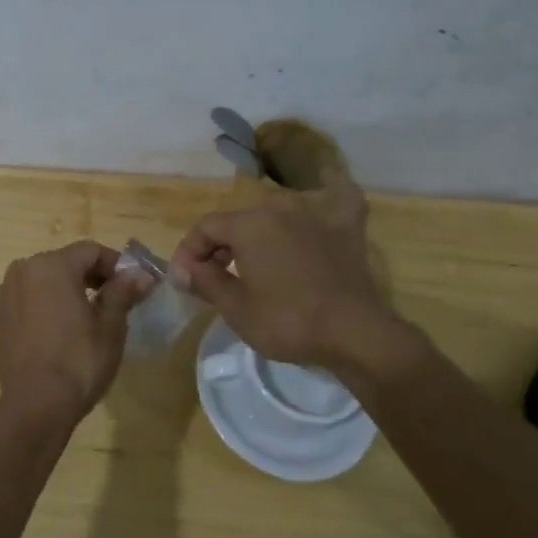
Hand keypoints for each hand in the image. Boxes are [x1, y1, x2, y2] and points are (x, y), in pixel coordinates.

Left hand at [0, 240, 153, 428]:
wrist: (36, 406)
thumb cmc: (79, 362)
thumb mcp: (111, 326)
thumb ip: (123, 292)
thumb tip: (142, 275)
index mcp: (52, 265)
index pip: (91, 251)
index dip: (115, 265)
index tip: (132, 285)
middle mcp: (21, 270)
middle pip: (63, 263)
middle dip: (89, 277)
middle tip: (112, 301)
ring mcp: (1, 293)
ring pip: (40, 281)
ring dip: (61, 291)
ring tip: (81, 317)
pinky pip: (20, 301)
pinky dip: (36, 306)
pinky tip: (48, 328)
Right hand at [169, 183, 405, 368]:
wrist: (354, 333)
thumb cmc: (287, 321)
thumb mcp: (235, 308)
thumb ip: (204, 281)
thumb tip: (183, 269)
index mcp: (249, 223)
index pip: (206, 228)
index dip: (189, 252)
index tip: (184, 280)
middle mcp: (280, 207)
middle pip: (238, 221)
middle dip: (220, 246)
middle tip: (213, 278)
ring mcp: (316, 215)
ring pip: (276, 216)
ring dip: (258, 236)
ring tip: (253, 264)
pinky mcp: (347, 228)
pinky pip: (332, 203)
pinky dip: (322, 204)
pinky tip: (320, 210)